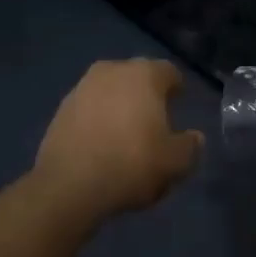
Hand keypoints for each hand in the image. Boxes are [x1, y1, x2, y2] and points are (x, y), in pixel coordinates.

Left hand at [34, 59, 203, 219]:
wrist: (69, 185)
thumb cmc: (131, 164)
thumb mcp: (176, 163)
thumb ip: (190, 146)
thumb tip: (194, 137)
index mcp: (144, 75)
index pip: (168, 71)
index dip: (176, 88)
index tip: (178, 104)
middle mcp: (112, 71)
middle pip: (136, 77)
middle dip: (146, 94)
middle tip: (153, 120)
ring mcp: (82, 87)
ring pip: (110, 91)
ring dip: (119, 106)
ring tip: (125, 134)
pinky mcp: (61, 109)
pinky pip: (89, 108)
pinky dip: (98, 119)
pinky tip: (101, 144)